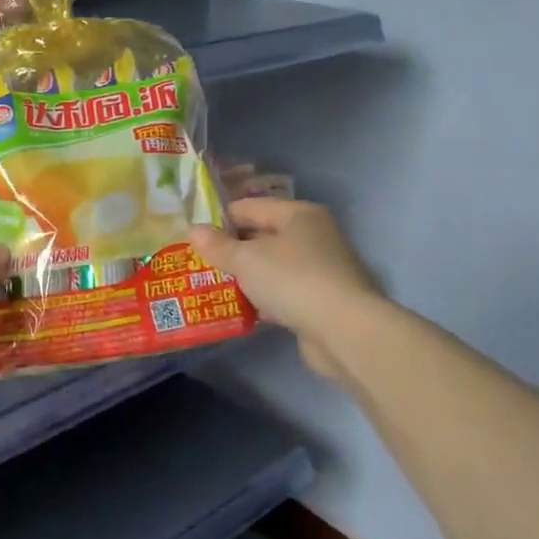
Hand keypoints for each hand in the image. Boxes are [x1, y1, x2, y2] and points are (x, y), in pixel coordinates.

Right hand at [190, 198, 377, 378]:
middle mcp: (314, 236)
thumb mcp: (246, 259)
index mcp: (299, 214)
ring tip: (213, 284)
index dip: (220, 217)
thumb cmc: (292, 280)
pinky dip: (264, 298)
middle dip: (232, 248)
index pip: (251, 206)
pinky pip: (284, 292)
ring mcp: (321, 269)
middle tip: (199, 260)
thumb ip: (218, 245)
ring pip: (273, 266)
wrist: (345, 331)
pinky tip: (242, 308)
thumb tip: (193, 230)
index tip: (194, 233)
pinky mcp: (323, 300)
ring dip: (248, 275)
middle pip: (263, 235)